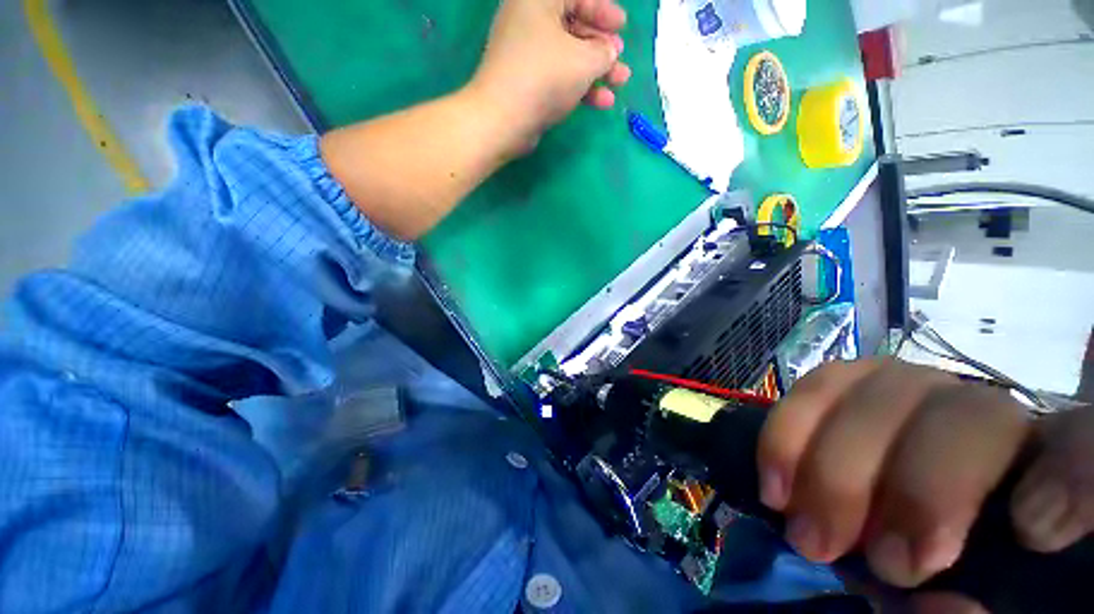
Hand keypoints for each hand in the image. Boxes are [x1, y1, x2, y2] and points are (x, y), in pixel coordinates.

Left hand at [470, 0, 631, 152]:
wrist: (503, 121)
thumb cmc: (544, 78)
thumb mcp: (584, 61)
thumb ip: (604, 52)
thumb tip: (609, 52)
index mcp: (538, 1)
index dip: (602, 10)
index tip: (622, 28)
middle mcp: (529, 22)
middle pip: (573, 27)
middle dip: (601, 46)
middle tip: (619, 60)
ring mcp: (526, 55)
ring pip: (568, 57)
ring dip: (595, 71)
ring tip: (619, 84)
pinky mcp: (526, 84)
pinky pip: (558, 78)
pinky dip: (579, 87)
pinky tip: (601, 102)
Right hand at [757, 359, 1092, 591]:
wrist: (901, 533)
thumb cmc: (954, 577)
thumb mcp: (980, 613)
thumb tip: (941, 603)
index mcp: (1049, 472)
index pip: (1087, 445)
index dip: (1073, 472)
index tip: (1030, 531)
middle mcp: (991, 414)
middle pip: (969, 417)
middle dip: (914, 490)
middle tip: (871, 562)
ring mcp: (917, 388)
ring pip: (881, 390)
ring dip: (829, 463)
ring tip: (800, 525)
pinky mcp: (857, 383)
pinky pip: (819, 385)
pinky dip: (788, 430)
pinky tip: (775, 479)